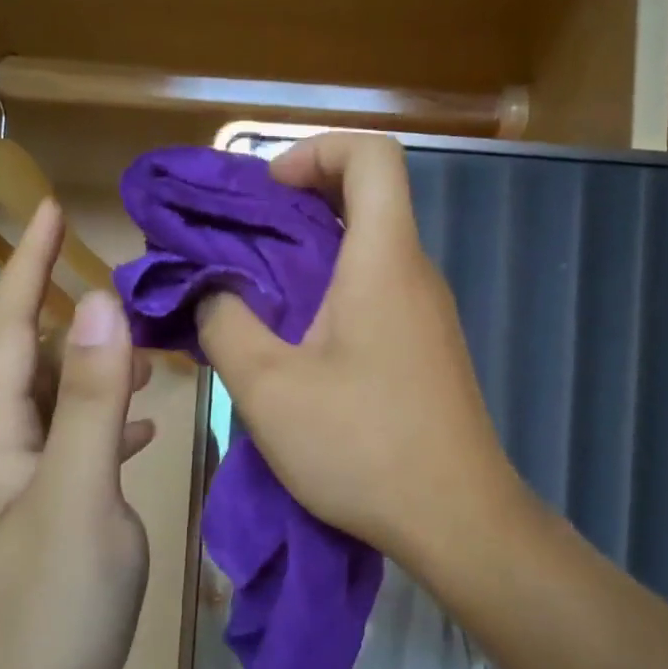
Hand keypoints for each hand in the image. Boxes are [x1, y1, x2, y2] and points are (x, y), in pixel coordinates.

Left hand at [0, 200, 154, 668]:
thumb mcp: (81, 492)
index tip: (51, 209)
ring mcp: (29, 484)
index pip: (6, 328)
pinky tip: (146, 420)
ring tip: (148, 345)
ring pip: (62, 398)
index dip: (26, 266)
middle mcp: (5, 449)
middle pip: (32, 357)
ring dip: (98, 363)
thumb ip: (91, 398)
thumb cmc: (52, 605)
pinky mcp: (57, 513)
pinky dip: (111, 416)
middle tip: (124, 277)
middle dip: (68, 309)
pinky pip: (82, 440)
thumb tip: (100, 304)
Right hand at [197, 133, 519, 564]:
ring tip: (256, 297)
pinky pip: (378, 292)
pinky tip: (297, 344)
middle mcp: (415, 272)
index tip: (268, 191)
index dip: (316, 150)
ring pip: (370, 249)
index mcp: (384, 260)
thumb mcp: (269, 388)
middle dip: (299, 203)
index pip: (372, 154)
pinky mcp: (427, 348)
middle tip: (242, 245)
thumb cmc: (364, 446)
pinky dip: (333, 292)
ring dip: (312, 255)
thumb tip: (209, 291)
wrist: (457, 519)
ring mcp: (428, 312)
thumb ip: (225, 323)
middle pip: (368, 197)